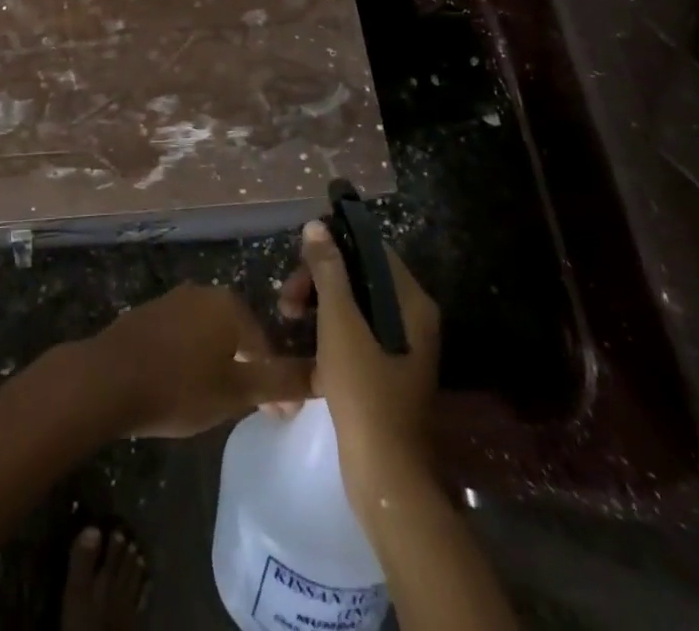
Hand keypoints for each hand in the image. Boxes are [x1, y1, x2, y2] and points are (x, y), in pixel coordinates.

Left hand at [74, 284, 312, 438]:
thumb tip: (324, 374)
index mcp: (230, 305)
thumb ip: (280, 382)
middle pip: (238, 335)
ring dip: (218, 363)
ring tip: (214, 400)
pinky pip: (184, 336)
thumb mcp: (236, 392)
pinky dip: (191, 358)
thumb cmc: (179, 386)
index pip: (266, 346)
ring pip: (210, 335)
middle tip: (247, 410)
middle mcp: (204, 292)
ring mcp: (174, 300)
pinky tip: (183, 385)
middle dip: (247, 370)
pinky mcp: (149, 313)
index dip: (274, 384)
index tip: (276, 417)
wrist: (108, 378)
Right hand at [278, 220, 440, 515]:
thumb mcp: (340, 322)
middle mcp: (412, 318)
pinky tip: (302, 344)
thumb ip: (328, 270)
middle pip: (360, 277)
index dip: (334, 246)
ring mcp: (400, 346)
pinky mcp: (386, 371)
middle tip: (287, 299)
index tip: (299, 259)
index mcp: (411, 301)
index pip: (372, 249)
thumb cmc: (364, 389)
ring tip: (288, 320)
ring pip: (354, 306)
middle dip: (319, 280)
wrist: (384, 474)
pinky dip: (328, 331)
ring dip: (318, 305)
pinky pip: (355, 333)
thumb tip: (317, 225)